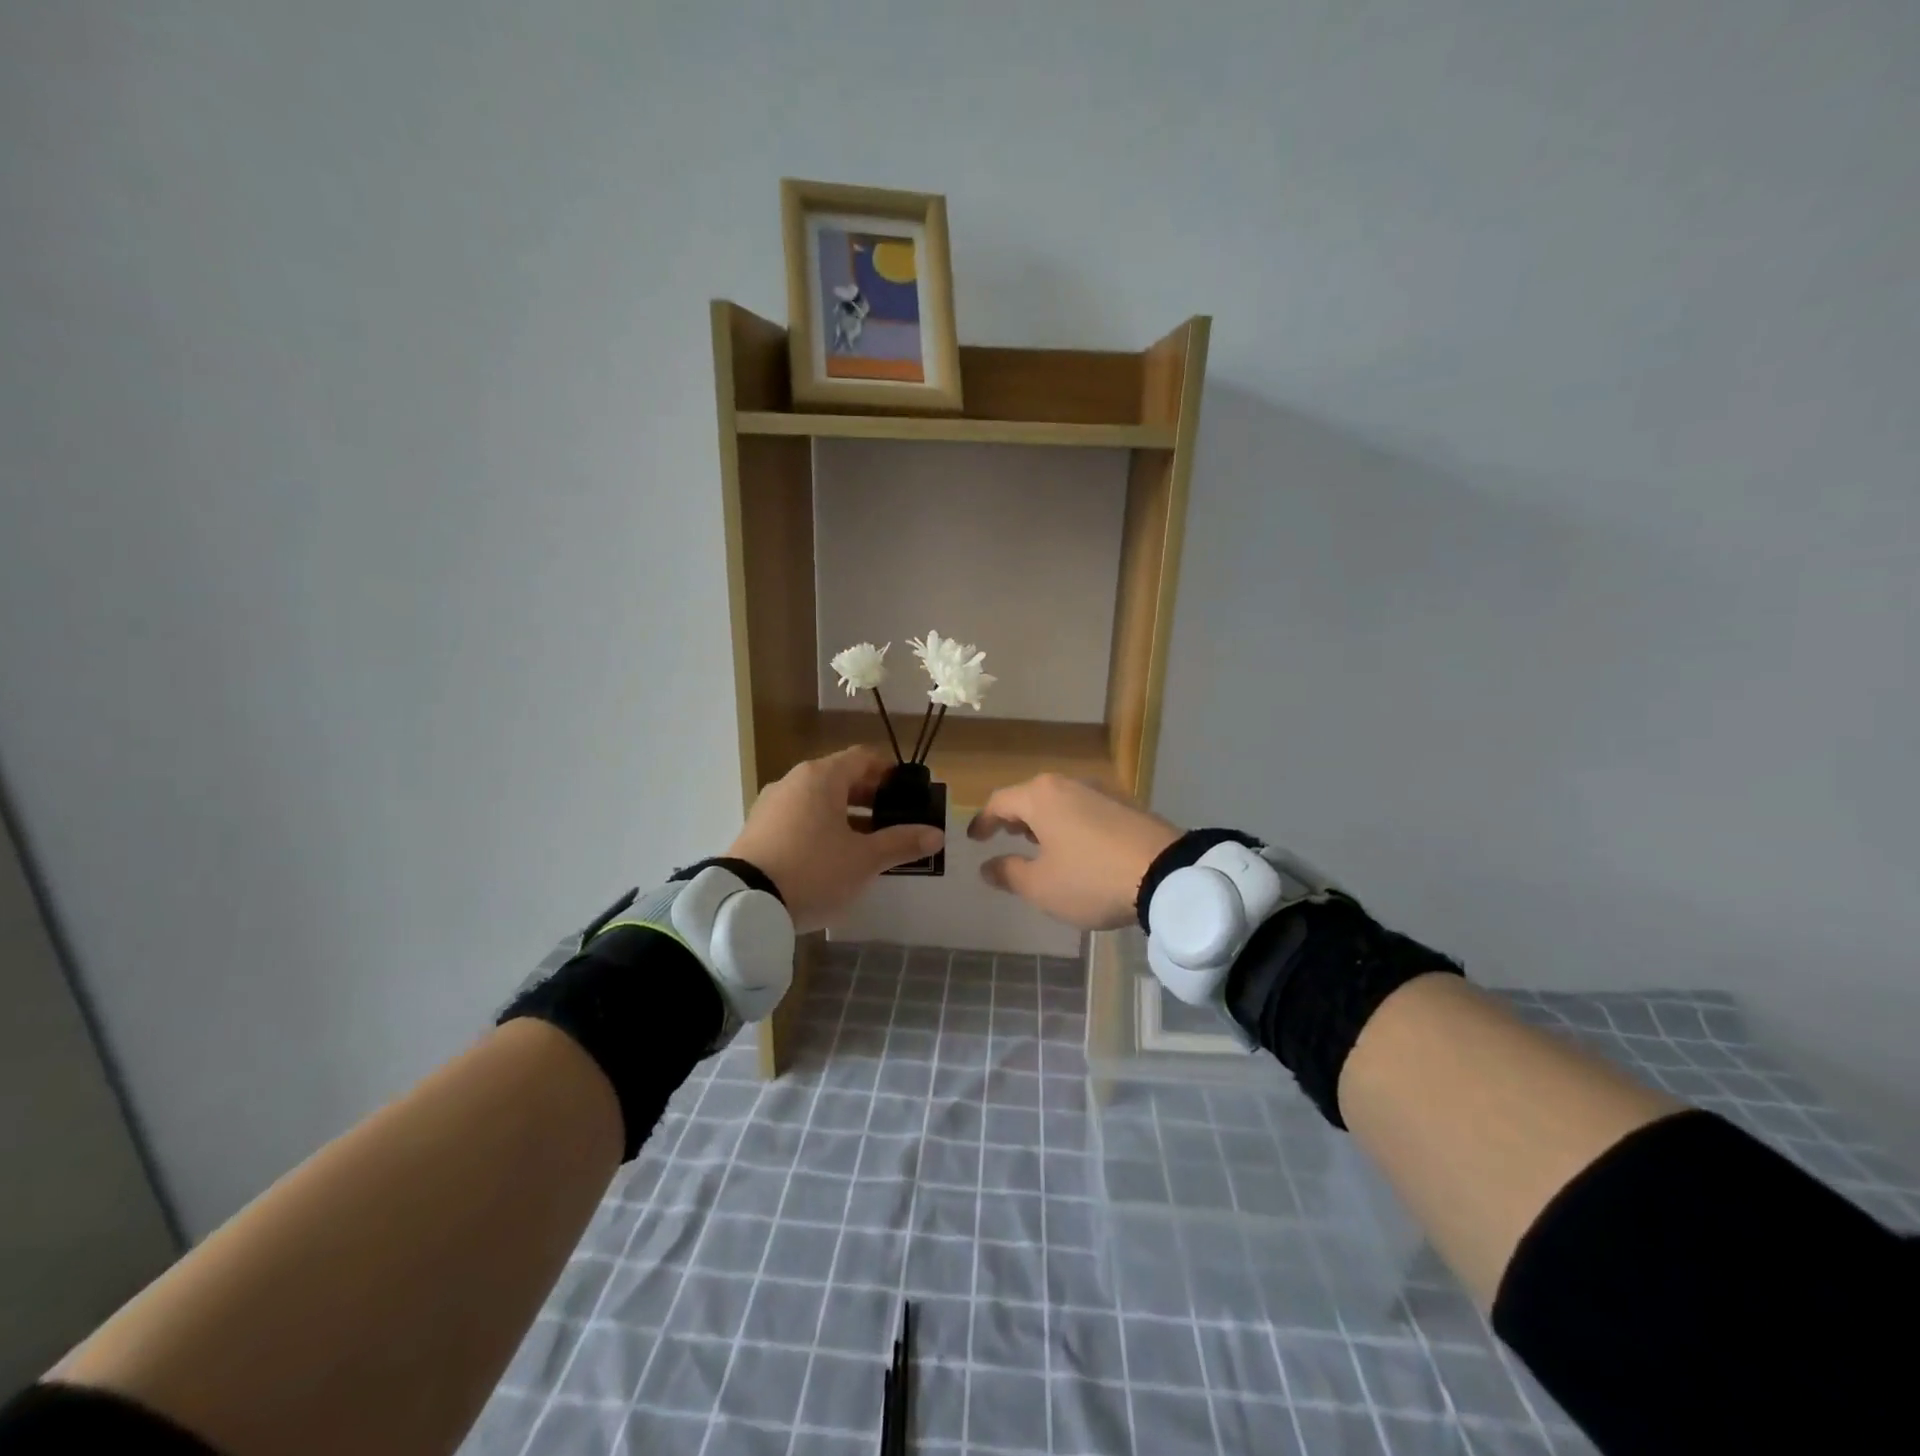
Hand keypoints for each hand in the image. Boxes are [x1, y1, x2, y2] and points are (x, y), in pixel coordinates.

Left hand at [727, 747, 943, 931]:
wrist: (744, 903)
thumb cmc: (814, 870)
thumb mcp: (864, 860)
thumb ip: (901, 843)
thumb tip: (936, 834)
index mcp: (822, 777)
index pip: (863, 758)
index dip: (889, 771)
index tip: (908, 792)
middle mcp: (795, 780)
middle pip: (840, 777)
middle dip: (870, 796)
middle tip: (895, 820)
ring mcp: (772, 803)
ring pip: (819, 799)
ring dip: (846, 814)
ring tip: (868, 842)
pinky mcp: (758, 828)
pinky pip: (799, 816)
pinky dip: (821, 826)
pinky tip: (833, 855)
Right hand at [967, 774, 1181, 930]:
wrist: (1167, 874)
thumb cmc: (1091, 878)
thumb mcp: (1041, 886)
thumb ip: (1009, 873)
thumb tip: (988, 866)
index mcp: (1041, 796)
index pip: (1000, 801)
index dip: (984, 821)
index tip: (975, 839)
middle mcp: (1069, 784)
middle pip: (1031, 796)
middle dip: (1015, 817)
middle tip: (1005, 836)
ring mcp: (1102, 792)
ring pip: (1060, 802)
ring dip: (1044, 821)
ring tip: (1039, 844)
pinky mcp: (1127, 806)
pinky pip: (1085, 810)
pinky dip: (1070, 825)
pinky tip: (1076, 848)